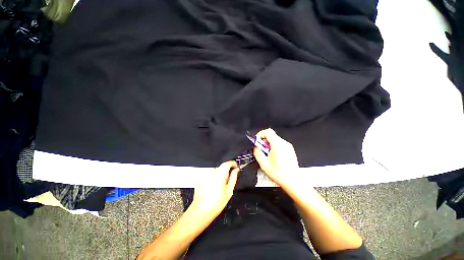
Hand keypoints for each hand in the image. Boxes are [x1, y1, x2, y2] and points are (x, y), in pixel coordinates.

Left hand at [190, 161, 239, 217]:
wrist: (200, 211)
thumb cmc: (217, 203)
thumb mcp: (229, 191)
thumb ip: (233, 178)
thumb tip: (236, 170)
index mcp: (219, 174)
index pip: (227, 163)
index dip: (232, 163)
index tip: (236, 166)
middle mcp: (211, 172)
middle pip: (221, 168)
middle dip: (225, 172)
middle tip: (227, 182)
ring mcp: (204, 174)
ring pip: (215, 171)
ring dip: (218, 175)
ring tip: (218, 187)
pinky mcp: (199, 177)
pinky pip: (209, 175)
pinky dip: (212, 178)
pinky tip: (211, 187)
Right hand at [253, 128, 298, 186]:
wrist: (293, 181)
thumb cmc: (279, 173)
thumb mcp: (264, 164)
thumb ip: (258, 153)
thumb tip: (256, 147)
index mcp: (277, 145)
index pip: (268, 132)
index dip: (260, 134)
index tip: (257, 141)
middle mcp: (284, 143)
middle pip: (271, 135)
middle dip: (263, 140)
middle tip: (261, 149)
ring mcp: (288, 146)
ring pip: (275, 139)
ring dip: (268, 143)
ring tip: (267, 154)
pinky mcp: (290, 149)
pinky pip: (279, 143)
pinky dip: (274, 146)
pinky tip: (273, 156)